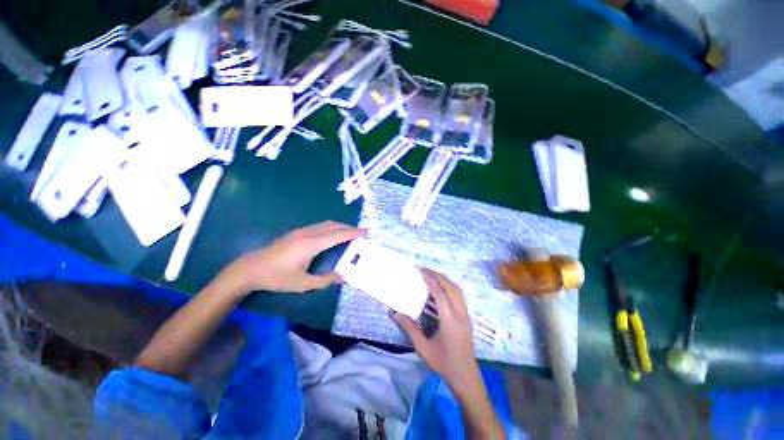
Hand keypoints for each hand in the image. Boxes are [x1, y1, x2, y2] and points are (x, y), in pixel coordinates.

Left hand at [215, 221, 364, 297]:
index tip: (365, 231)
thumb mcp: (302, 283)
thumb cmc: (277, 278)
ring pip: (326, 224)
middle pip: (333, 226)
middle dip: (349, 228)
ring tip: (349, 232)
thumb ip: (325, 280)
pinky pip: (319, 226)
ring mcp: (301, 231)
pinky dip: (331, 227)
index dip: (352, 233)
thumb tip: (343, 277)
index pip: (337, 235)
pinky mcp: (296, 232)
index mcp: (311, 245)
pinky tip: (332, 234)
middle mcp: (308, 234)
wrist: (251, 268)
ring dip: (340, 226)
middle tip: (361, 232)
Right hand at [392, 270, 503, 438]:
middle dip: (439, 276)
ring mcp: (466, 315)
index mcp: (449, 320)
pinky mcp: (467, 318)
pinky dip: (450, 288)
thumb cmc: (444, 363)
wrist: (466, 377)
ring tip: (433, 276)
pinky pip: (460, 297)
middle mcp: (460, 314)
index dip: (430, 281)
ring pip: (458, 291)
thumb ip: (409, 328)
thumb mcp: (423, 348)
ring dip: (446, 281)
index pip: (440, 294)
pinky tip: (441, 291)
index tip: (421, 272)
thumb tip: (395, 313)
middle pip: (451, 288)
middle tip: (426, 270)